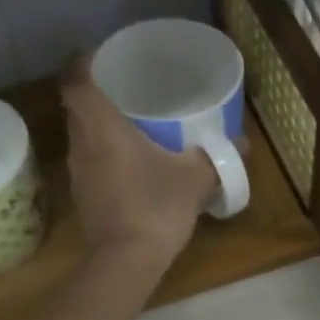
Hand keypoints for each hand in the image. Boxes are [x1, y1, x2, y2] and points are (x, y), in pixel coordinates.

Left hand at [63, 65, 216, 270]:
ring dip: (101, 126)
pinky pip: (90, 161)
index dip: (85, 62)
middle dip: (99, 93)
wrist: (125, 262)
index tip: (107, 57)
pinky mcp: (83, 197)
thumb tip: (243, 143)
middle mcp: (81, 144)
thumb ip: (216, 157)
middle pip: (78, 106)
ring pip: (83, 136)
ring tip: (132, 123)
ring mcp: (78, 173)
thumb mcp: (194, 178)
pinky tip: (131, 163)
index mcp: (101, 126)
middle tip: (130, 89)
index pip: (76, 79)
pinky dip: (105, 154)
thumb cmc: (155, 207)